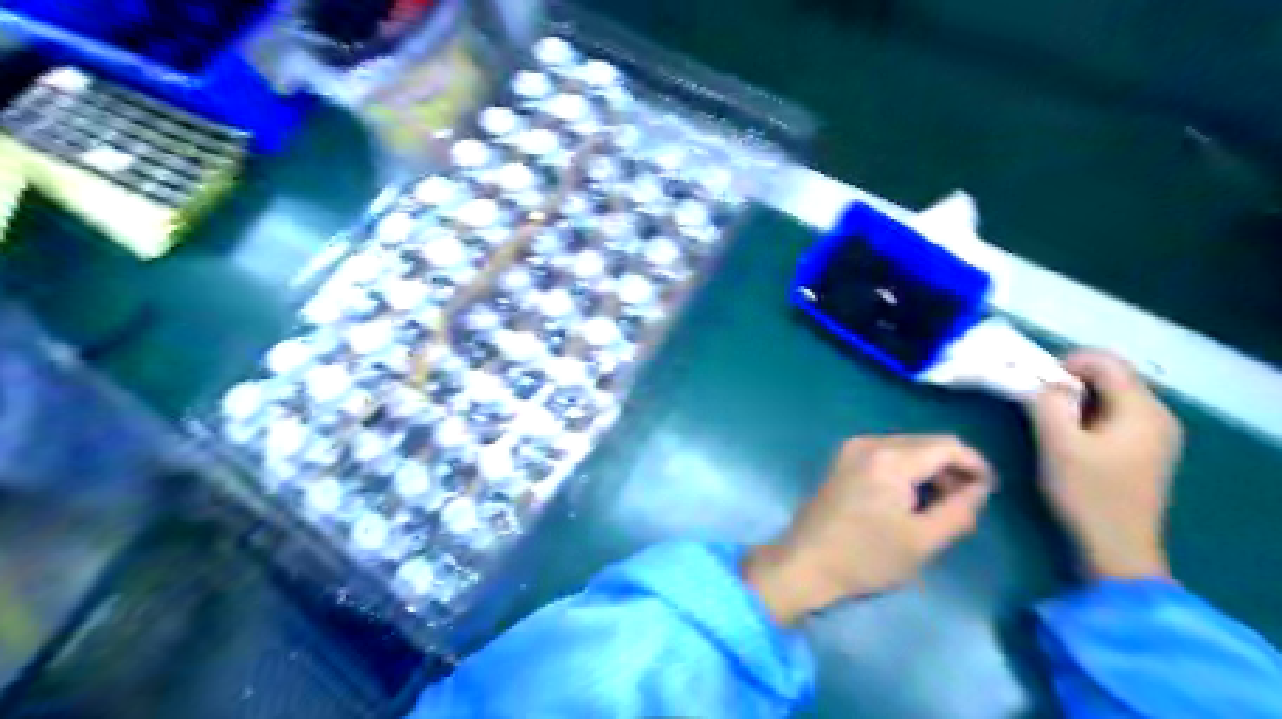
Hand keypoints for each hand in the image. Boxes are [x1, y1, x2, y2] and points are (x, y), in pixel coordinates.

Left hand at [747, 434, 994, 625]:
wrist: (804, 563)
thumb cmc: (865, 557)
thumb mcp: (922, 541)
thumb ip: (959, 510)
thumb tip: (979, 488)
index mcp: (890, 458)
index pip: (947, 445)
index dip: (975, 464)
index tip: (989, 491)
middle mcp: (869, 443)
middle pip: (926, 443)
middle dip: (952, 468)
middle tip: (966, 503)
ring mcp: (851, 450)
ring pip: (907, 448)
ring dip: (929, 470)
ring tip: (940, 506)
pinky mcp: (842, 461)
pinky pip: (887, 455)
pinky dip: (906, 471)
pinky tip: (910, 499)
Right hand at [1029, 351, 1181, 580]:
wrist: (1117, 548)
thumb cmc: (1087, 494)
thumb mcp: (1058, 445)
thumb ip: (1048, 403)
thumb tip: (1044, 383)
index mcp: (1142, 410)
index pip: (1107, 362)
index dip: (1068, 362)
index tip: (1035, 381)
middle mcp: (1158, 416)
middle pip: (1112, 377)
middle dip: (1071, 381)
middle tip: (1037, 400)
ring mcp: (1156, 435)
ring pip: (1112, 397)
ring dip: (1078, 399)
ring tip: (1048, 419)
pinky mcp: (1146, 451)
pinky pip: (1116, 416)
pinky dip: (1090, 415)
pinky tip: (1070, 437)